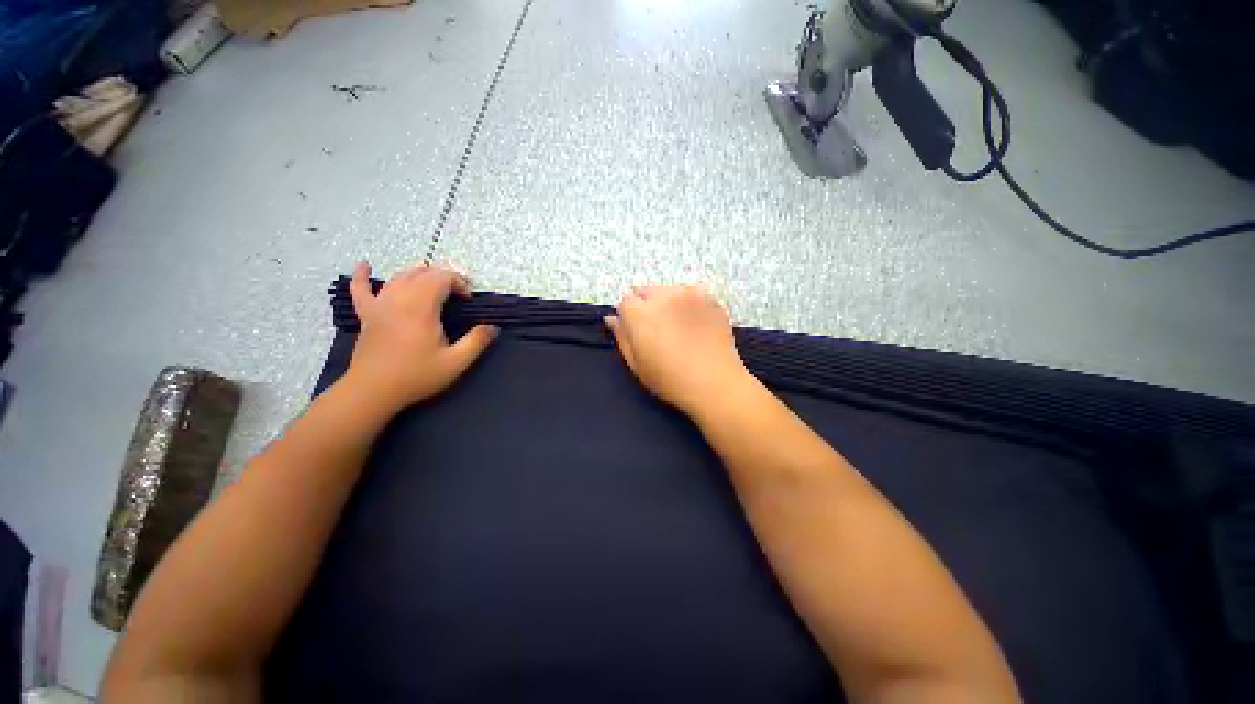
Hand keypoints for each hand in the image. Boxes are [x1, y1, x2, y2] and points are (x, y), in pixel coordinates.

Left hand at [344, 261, 496, 411]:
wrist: (373, 391)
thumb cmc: (416, 376)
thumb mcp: (456, 362)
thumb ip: (477, 341)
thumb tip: (493, 327)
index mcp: (422, 307)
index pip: (441, 278)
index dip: (459, 282)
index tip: (469, 299)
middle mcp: (399, 299)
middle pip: (422, 274)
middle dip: (443, 276)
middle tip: (458, 292)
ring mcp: (379, 305)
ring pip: (399, 277)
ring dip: (418, 274)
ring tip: (433, 280)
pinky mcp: (367, 315)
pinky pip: (360, 289)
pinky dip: (362, 275)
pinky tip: (364, 264)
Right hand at [605, 285, 749, 413]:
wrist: (716, 384)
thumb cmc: (671, 380)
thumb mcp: (637, 365)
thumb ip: (622, 337)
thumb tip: (612, 319)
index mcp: (641, 313)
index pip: (625, 301)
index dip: (629, 318)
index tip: (638, 334)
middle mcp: (664, 296)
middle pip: (646, 291)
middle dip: (646, 306)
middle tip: (658, 331)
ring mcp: (690, 294)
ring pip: (669, 291)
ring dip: (667, 304)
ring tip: (678, 328)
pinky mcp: (711, 299)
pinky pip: (691, 295)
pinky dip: (688, 305)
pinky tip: (696, 326)